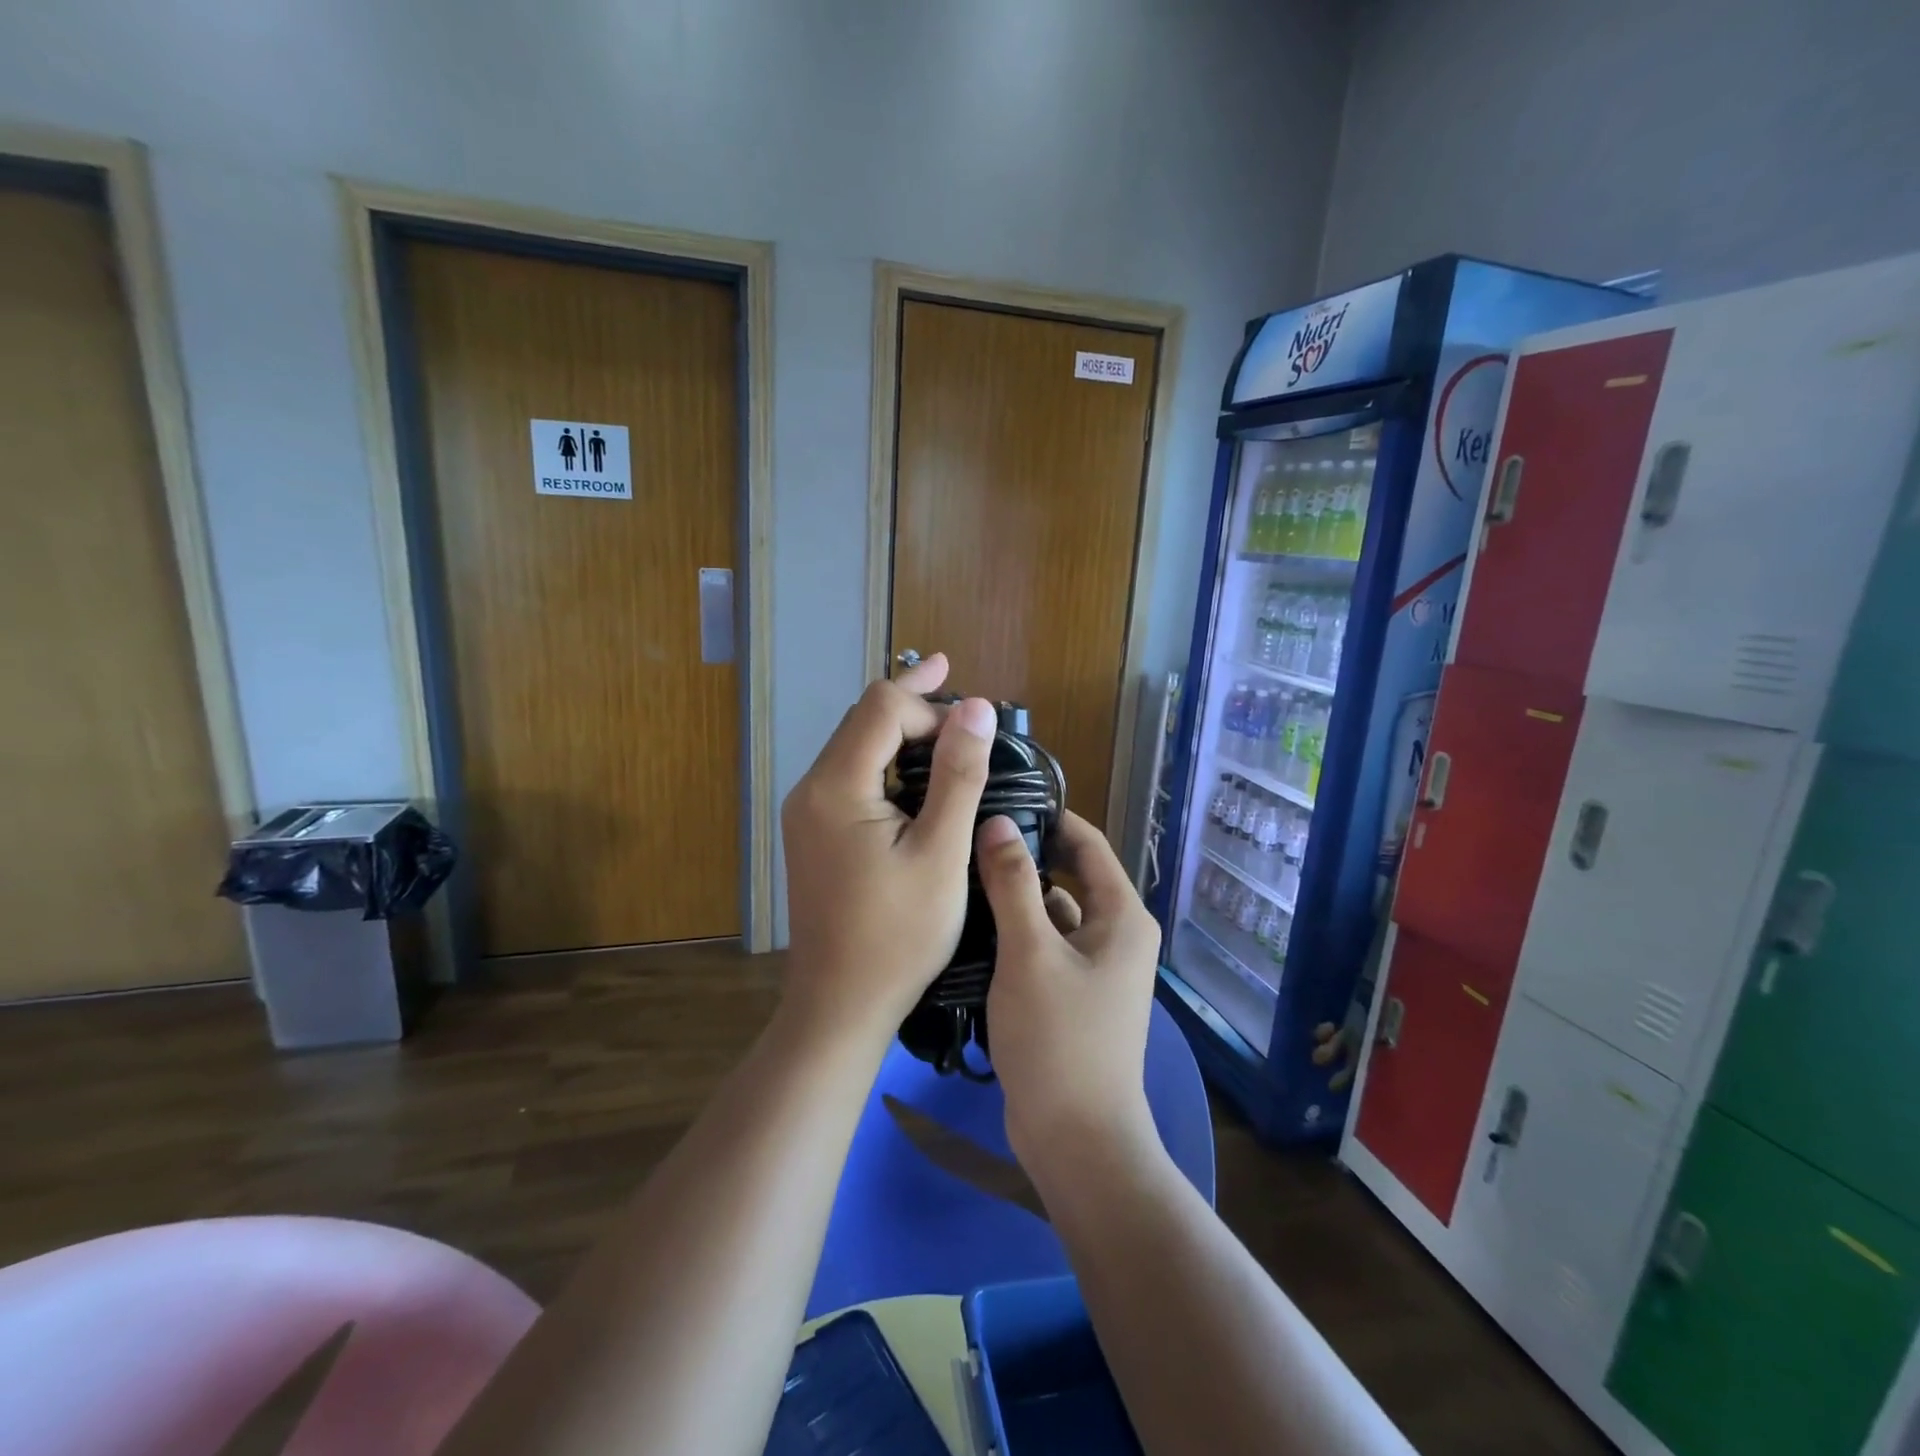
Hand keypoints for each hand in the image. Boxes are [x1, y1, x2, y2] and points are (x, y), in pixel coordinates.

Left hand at [781, 653, 996, 1039]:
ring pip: (855, 745)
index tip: (972, 735)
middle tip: (951, 673)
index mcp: (836, 786)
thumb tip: (977, 707)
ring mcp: (808, 811)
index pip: (882, 708)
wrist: (840, 1005)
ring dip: (898, 727)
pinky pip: (851, 775)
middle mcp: (811, 788)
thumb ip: (958, 775)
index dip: (930, 708)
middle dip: (911, 699)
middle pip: (863, 718)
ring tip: (941, 711)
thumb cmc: (898, 935)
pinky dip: (885, 759)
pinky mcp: (815, 831)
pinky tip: (914, 764)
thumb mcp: (941, 853)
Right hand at [977, 810, 1163, 1176]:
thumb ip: (1012, 883)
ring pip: (1052, 912)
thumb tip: (998, 821)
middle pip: (1069, 876)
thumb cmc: (1059, 1038)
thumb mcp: (1030, 953)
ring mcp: (1094, 967)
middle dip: (1026, 854)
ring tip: (963, 874)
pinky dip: (1016, 932)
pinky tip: (973, 926)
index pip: (1088, 844)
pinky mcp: (1071, 993)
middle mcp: (1116, 935)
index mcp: (1121, 916)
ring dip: (1016, 895)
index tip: (1001, 797)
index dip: (1050, 817)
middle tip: (971, 835)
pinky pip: (1043, 945)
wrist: (1076, 1139)